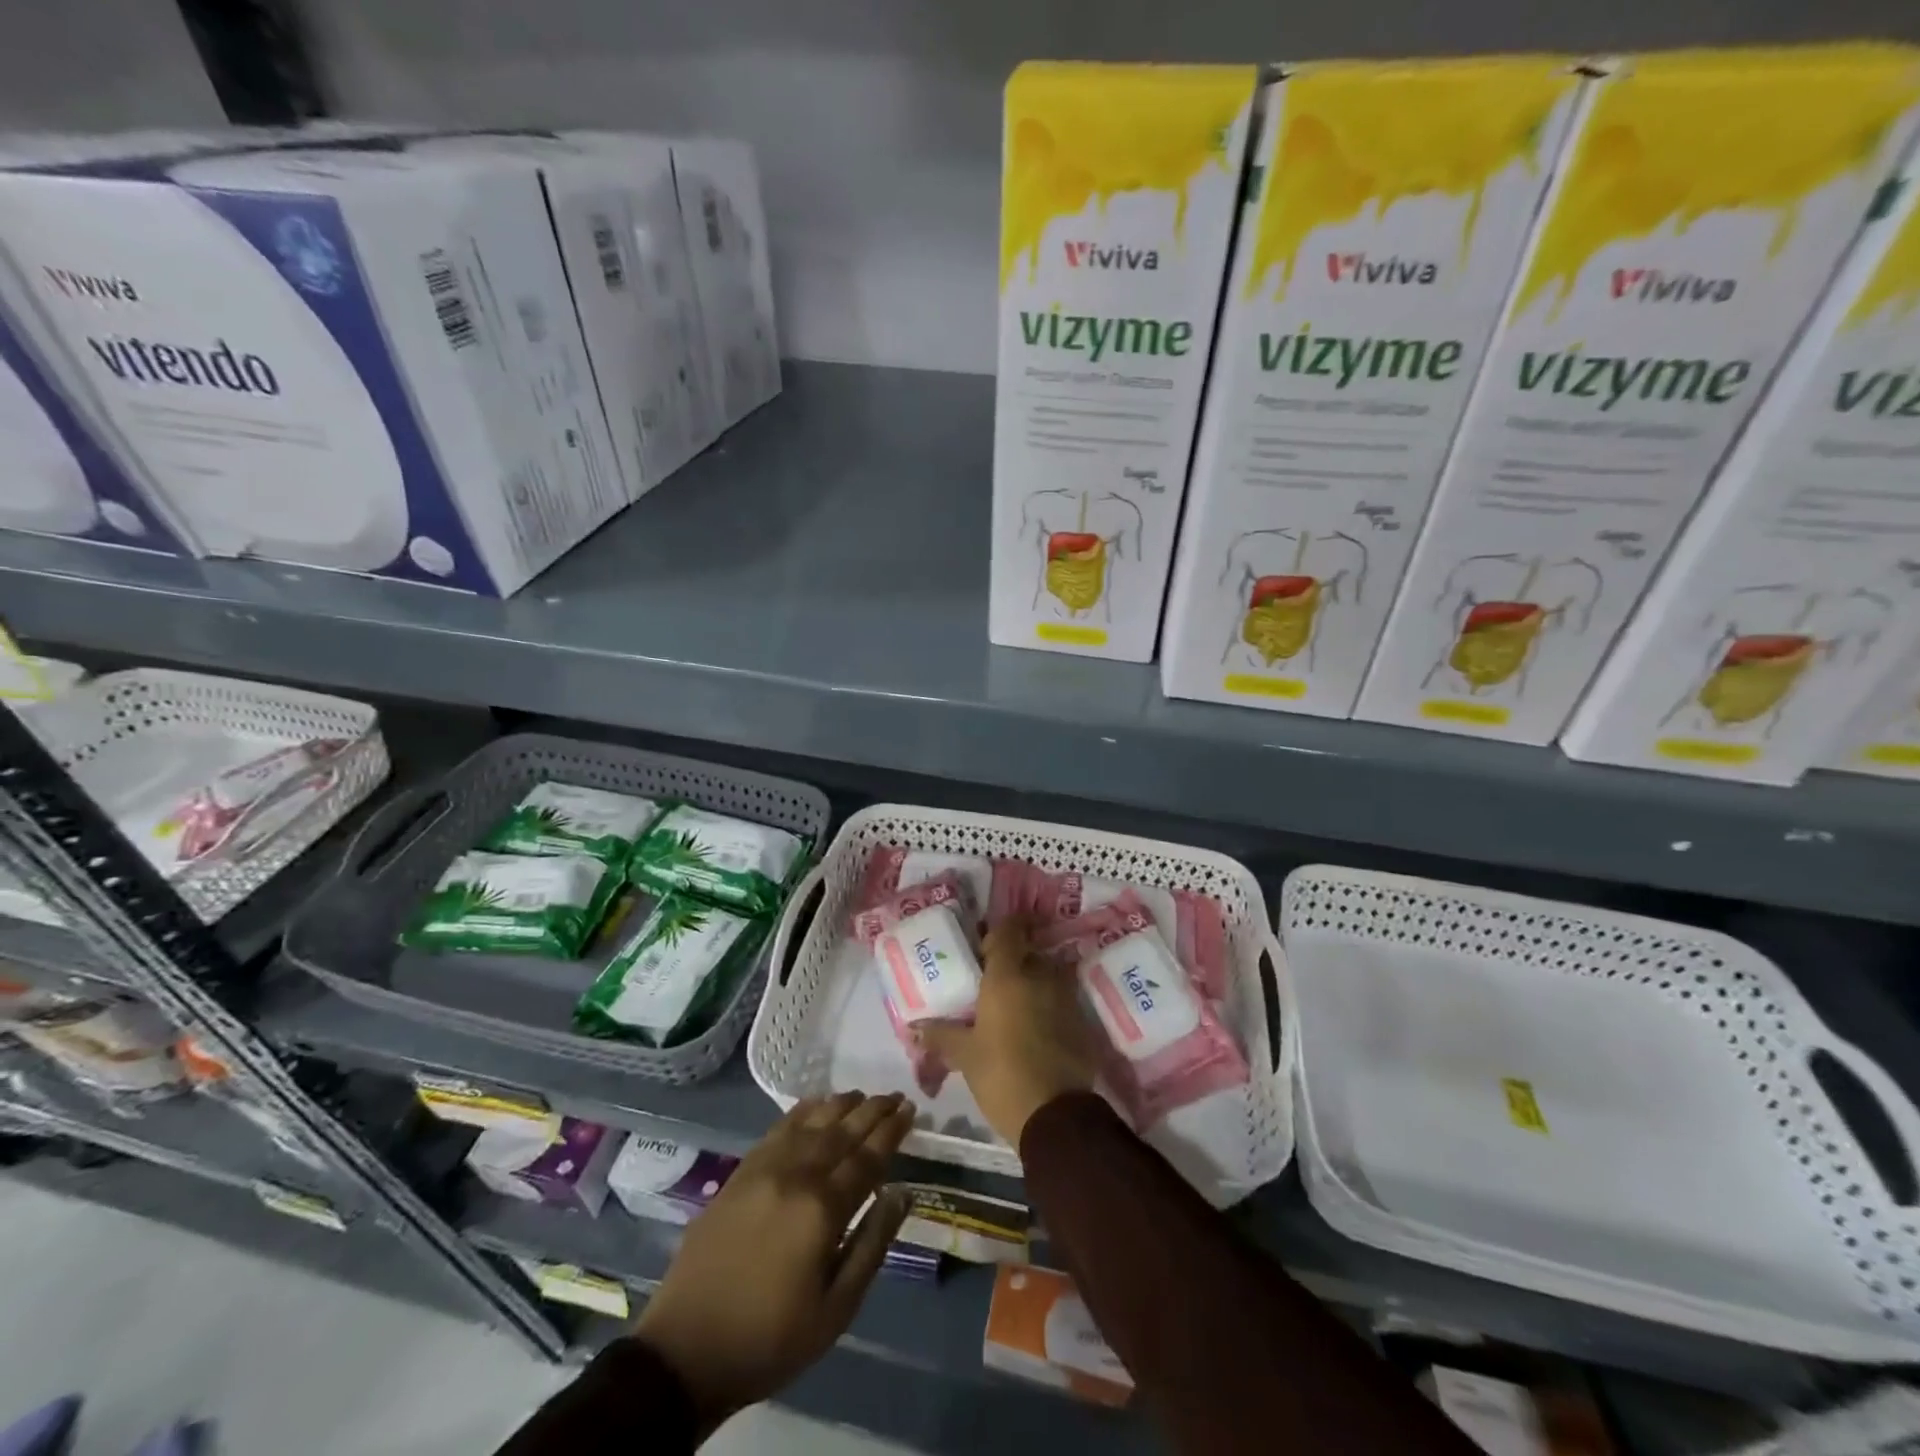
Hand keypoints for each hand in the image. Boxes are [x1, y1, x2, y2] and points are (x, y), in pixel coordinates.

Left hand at [633, 1092, 914, 1433]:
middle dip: (872, 1110)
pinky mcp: (740, 1173)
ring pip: (811, 1122)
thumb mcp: (836, 1309)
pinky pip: (779, 1128)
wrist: (686, 1352)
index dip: (891, 1132)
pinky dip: (803, 1111)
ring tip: (862, 1095)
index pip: (867, 1158)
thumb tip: (902, 1192)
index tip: (910, 1110)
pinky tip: (816, 1105)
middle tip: (896, 1096)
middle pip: (842, 1131)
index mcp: (822, 1209)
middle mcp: (795, 1176)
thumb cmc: (770, 1339)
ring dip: (840, 1105)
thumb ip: (873, 1244)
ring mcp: (764, 1169)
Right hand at [918, 915, 1099, 1144]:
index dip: (998, 931)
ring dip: (1032, 984)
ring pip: (1047, 976)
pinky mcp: (1082, 1021)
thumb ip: (940, 1035)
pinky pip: (1061, 1001)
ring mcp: (1066, 997)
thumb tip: (915, 1028)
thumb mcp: (965, 1055)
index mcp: (1008, 975)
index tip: (985, 947)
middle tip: (992, 982)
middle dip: (1013, 962)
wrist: (1056, 1116)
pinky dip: (1048, 1007)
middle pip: (1028, 952)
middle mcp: (1041, 976)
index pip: (1009, 930)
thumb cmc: (1002, 1075)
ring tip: (1012, 1008)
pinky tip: (1034, 1030)